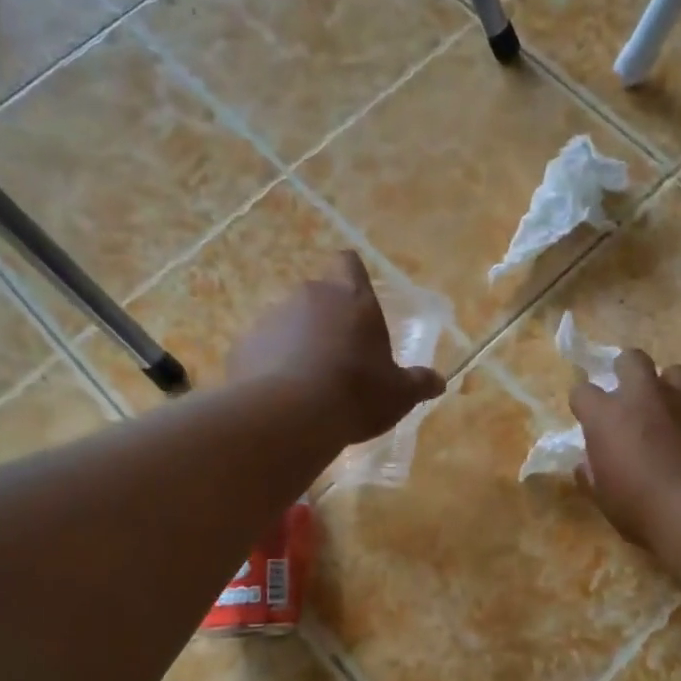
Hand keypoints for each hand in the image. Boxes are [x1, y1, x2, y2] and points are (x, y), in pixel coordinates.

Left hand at [228, 251, 445, 445]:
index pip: (348, 263)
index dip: (352, 276)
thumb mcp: (399, 394)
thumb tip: (438, 381)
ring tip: (306, 384)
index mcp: (350, 298)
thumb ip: (419, 383)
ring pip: (285, 324)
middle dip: (325, 320)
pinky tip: (279, 398)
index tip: (356, 299)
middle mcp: (308, 298)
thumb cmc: (356, 393)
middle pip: (316, 296)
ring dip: (295, 344)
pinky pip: (260, 351)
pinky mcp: (241, 347)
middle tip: (338, 357)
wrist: (290, 416)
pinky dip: (268, 367)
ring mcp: (269, 320)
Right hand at [572, 349, 680, 548]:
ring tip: (668, 411)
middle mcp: (643, 397)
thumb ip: (593, 474)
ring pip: (674, 371)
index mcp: (607, 416)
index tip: (589, 420)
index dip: (584, 404)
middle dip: (627, 371)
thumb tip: (588, 464)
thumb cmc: (643, 509)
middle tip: (630, 398)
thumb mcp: (605, 498)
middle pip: (631, 359)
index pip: (582, 392)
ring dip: (667, 387)